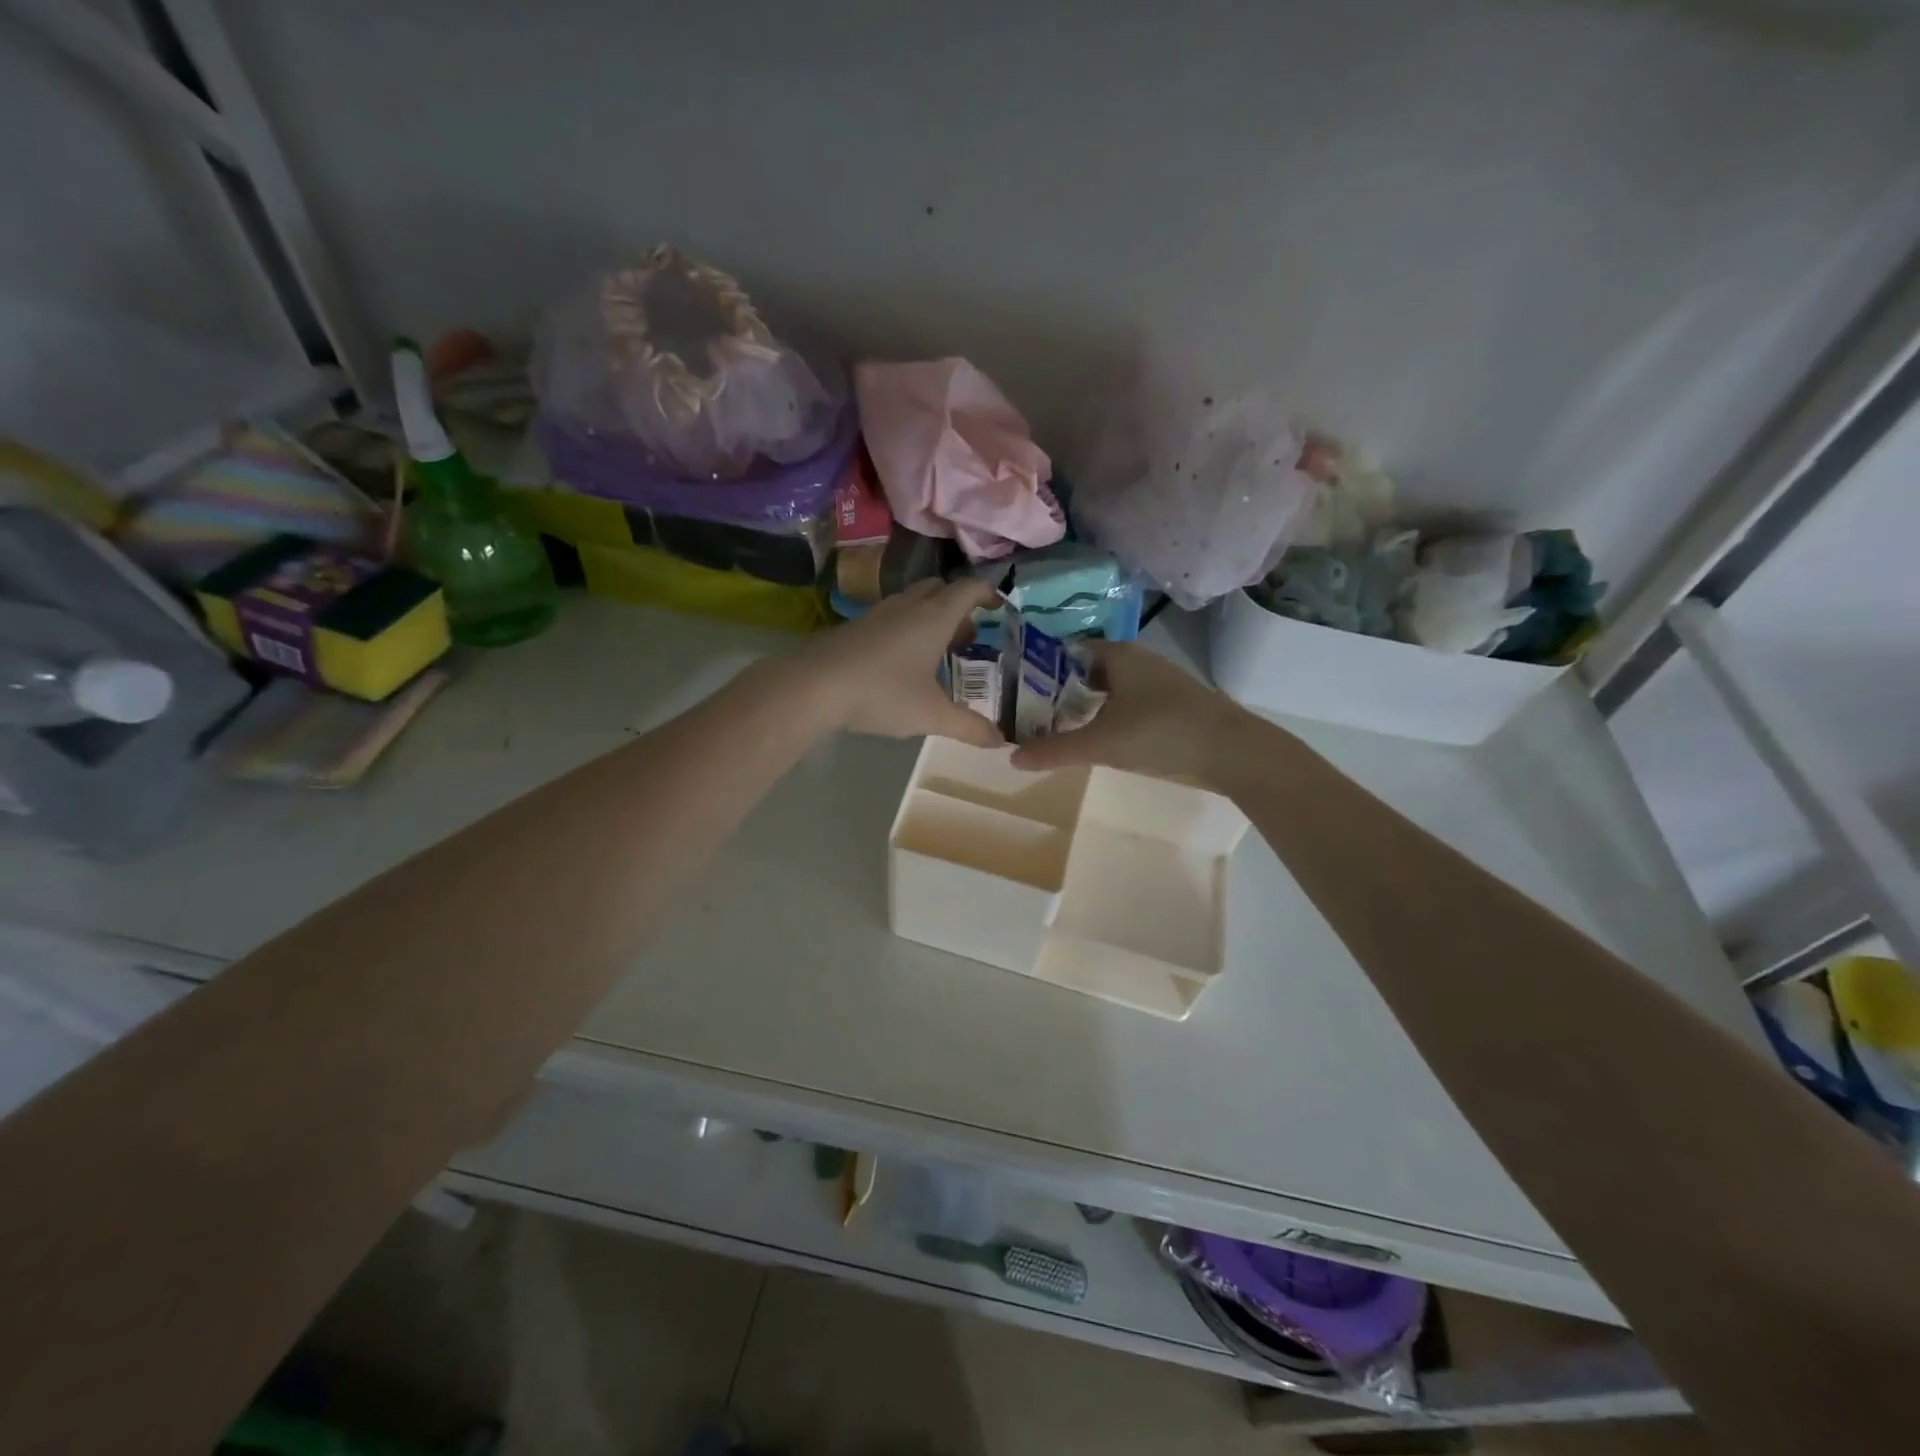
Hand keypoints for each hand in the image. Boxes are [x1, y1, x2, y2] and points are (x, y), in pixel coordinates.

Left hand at [797, 578, 1004, 747]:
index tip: (999, 606)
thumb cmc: (882, 693)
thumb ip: (968, 726)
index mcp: (934, 617)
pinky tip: (902, 662)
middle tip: (969, 635)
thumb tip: (1001, 740)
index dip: (987, 593)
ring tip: (939, 650)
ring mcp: (877, 614)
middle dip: (959, 606)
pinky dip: (907, 629)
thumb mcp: (931, 715)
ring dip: (931, 618)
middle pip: (939, 589)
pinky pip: (891, 617)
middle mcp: (907, 606)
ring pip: (913, 602)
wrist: (813, 686)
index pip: (968, 589)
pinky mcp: (854, 627)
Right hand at [1009, 640, 1248, 782]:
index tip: (1014, 689)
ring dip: (1083, 706)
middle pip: (1086, 672)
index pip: (1066, 651)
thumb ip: (1055, 750)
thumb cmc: (1161, 732)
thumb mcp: (1102, 744)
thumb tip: (1011, 757)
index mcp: (1118, 655)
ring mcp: (1157, 683)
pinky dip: (1106, 717)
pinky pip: (1126, 705)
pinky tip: (1097, 738)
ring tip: (1053, 728)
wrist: (1233, 752)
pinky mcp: (1171, 705)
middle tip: (1027, 713)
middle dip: (1058, 691)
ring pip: (1108, 690)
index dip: (1039, 668)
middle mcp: (1137, 661)